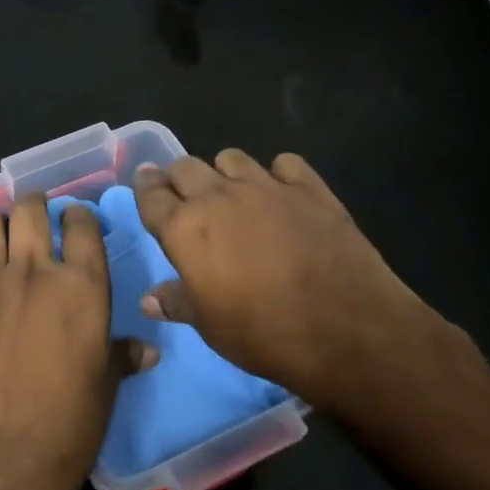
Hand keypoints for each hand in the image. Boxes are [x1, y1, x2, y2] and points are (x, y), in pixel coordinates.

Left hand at [0, 193, 153, 489]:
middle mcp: (32, 273)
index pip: (83, 227)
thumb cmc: (65, 428)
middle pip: (30, 213)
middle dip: (35, 205)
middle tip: (36, 212)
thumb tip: (148, 349)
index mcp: (81, 288)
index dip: (80, 217)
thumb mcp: (105, 390)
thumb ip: (121, 357)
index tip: (78, 221)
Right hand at [133, 150, 453, 411]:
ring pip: (231, 157)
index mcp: (185, 228)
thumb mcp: (209, 326)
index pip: (151, 195)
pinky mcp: (309, 188)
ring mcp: (266, 187)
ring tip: (232, 194)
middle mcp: (218, 197)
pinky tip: (283, 195)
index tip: (145, 186)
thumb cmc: (263, 333)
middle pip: (185, 167)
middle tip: (184, 196)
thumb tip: (149, 299)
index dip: (144, 189)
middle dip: (178, 178)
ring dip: (224, 172)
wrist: (345, 329)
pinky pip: (284, 163)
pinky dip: (278, 174)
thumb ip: (177, 302)